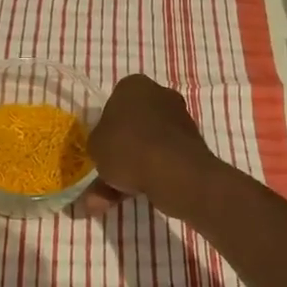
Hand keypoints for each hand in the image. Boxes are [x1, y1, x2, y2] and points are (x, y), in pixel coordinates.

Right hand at [85, 74, 221, 212]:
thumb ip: (97, 147)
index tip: (100, 148)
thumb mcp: (95, 146)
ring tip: (109, 201)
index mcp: (134, 86)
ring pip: (146, 146)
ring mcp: (178, 120)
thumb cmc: (127, 146)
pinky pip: (162, 159)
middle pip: (133, 126)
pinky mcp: (191, 145)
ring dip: (129, 171)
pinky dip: (149, 176)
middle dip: (119, 154)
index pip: (114, 103)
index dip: (105, 128)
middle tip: (104, 177)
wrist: (173, 170)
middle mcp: (159, 95)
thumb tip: (102, 155)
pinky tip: (131, 199)